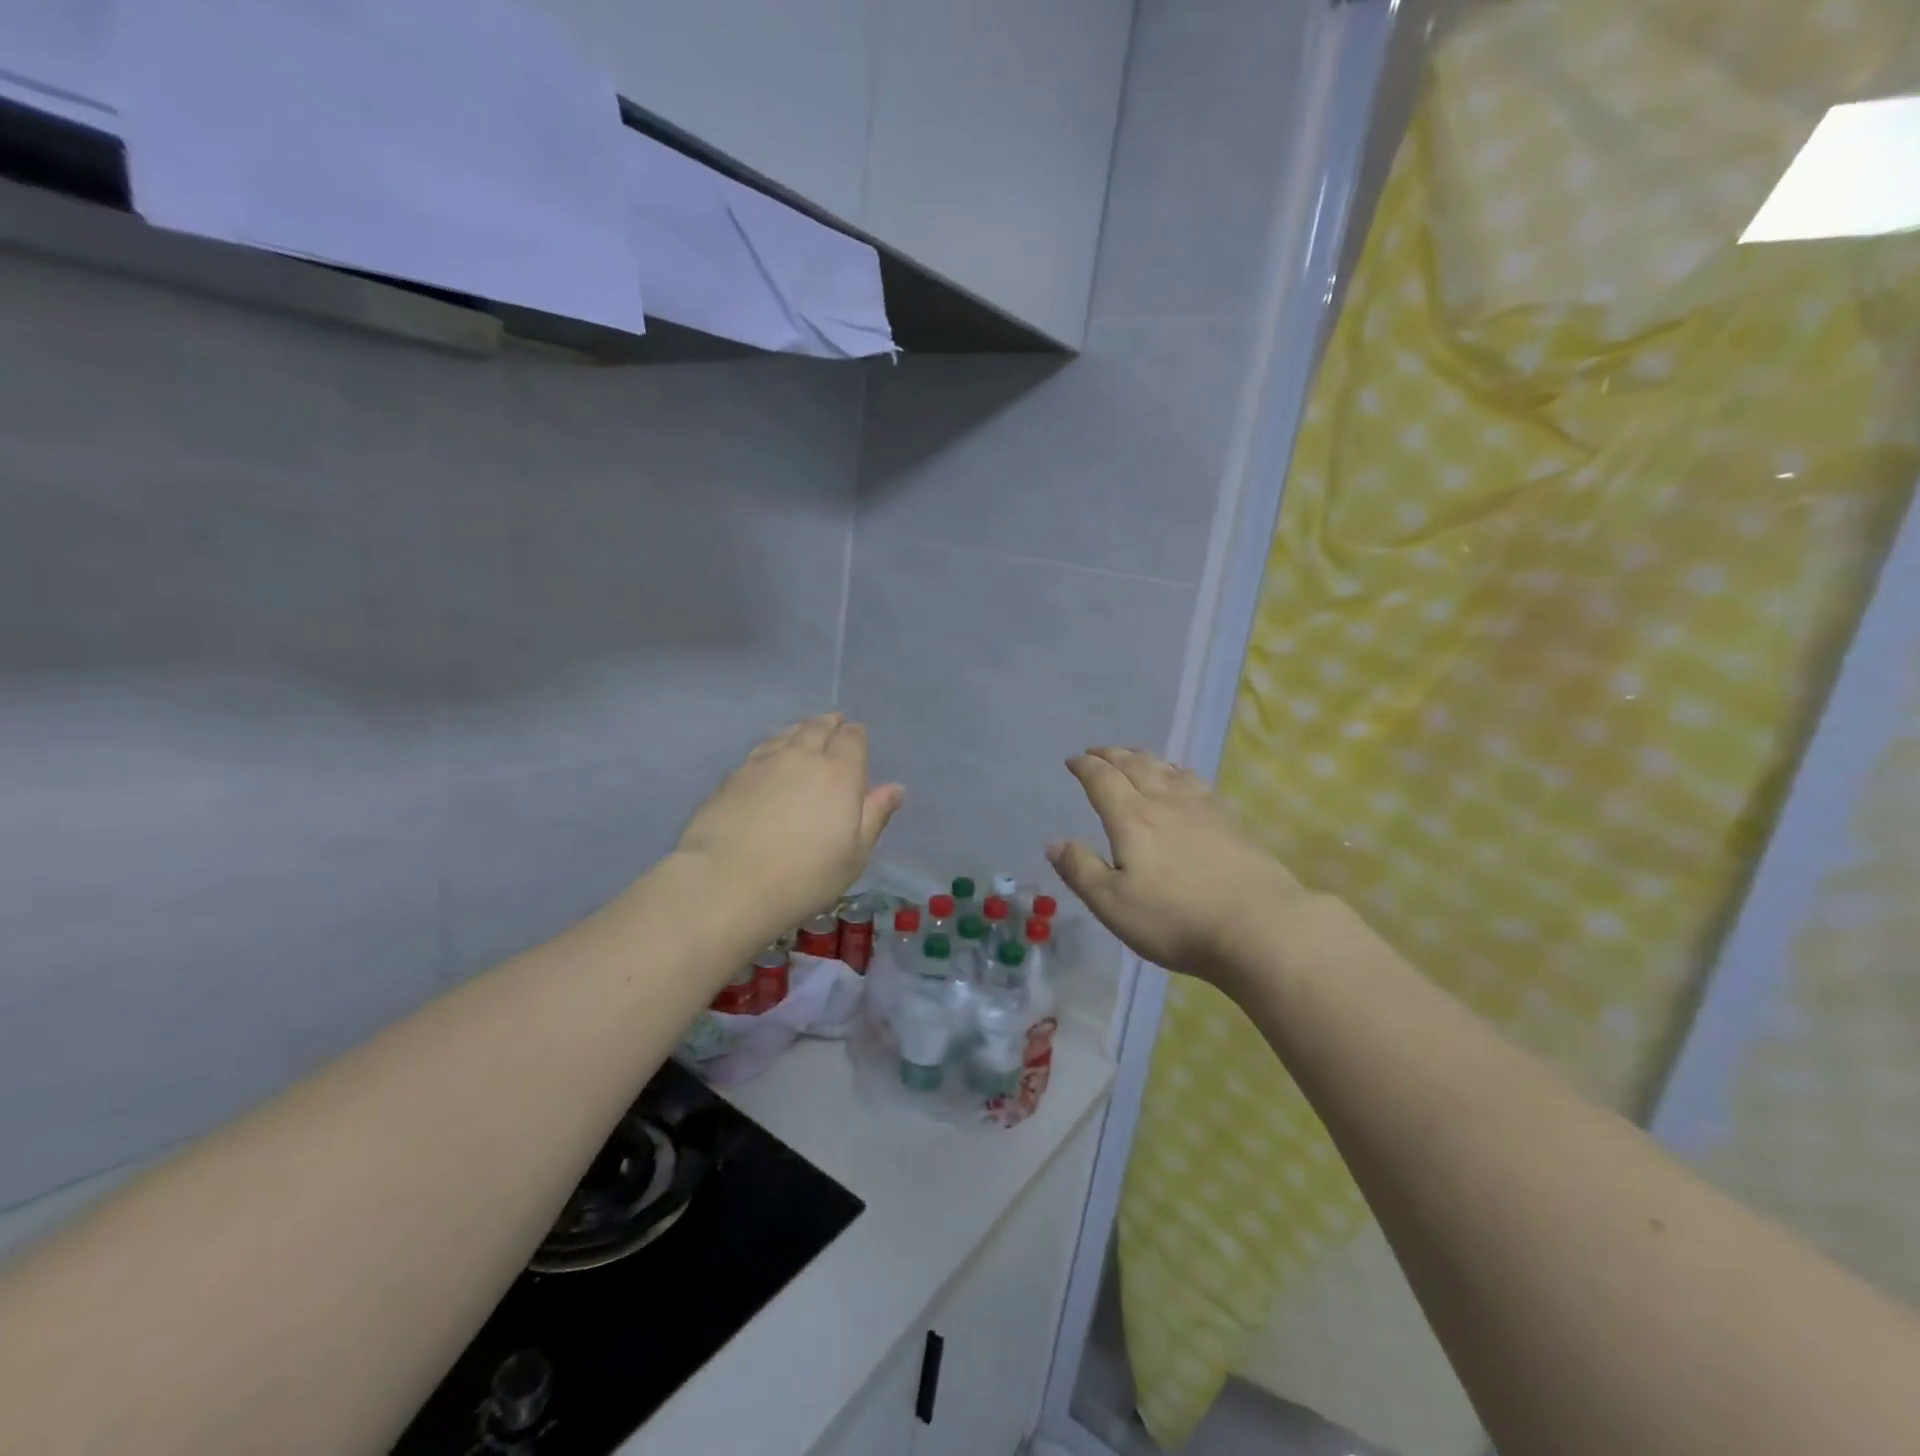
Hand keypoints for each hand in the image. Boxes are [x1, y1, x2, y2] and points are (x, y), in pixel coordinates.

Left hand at [676, 714, 903, 932]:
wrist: (727, 882)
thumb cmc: (804, 876)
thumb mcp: (854, 855)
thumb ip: (875, 815)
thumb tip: (895, 788)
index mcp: (839, 773)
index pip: (852, 739)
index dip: (855, 735)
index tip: (856, 737)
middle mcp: (802, 757)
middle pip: (817, 728)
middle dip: (828, 724)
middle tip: (833, 723)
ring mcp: (763, 763)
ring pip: (786, 734)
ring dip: (799, 730)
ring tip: (803, 732)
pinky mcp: (732, 776)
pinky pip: (761, 749)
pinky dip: (773, 746)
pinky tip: (770, 756)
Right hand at [1048, 747, 1307, 985]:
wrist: (1259, 925)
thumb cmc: (1176, 919)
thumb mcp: (1113, 904)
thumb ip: (1081, 870)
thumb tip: (1053, 841)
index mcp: (1132, 819)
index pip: (1102, 780)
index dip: (1085, 767)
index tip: (1072, 760)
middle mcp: (1164, 802)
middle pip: (1134, 766)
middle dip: (1111, 755)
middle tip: (1097, 751)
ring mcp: (1202, 809)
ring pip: (1166, 769)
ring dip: (1144, 757)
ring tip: (1134, 756)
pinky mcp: (1229, 821)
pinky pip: (1195, 781)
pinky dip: (1177, 771)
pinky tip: (1182, 778)